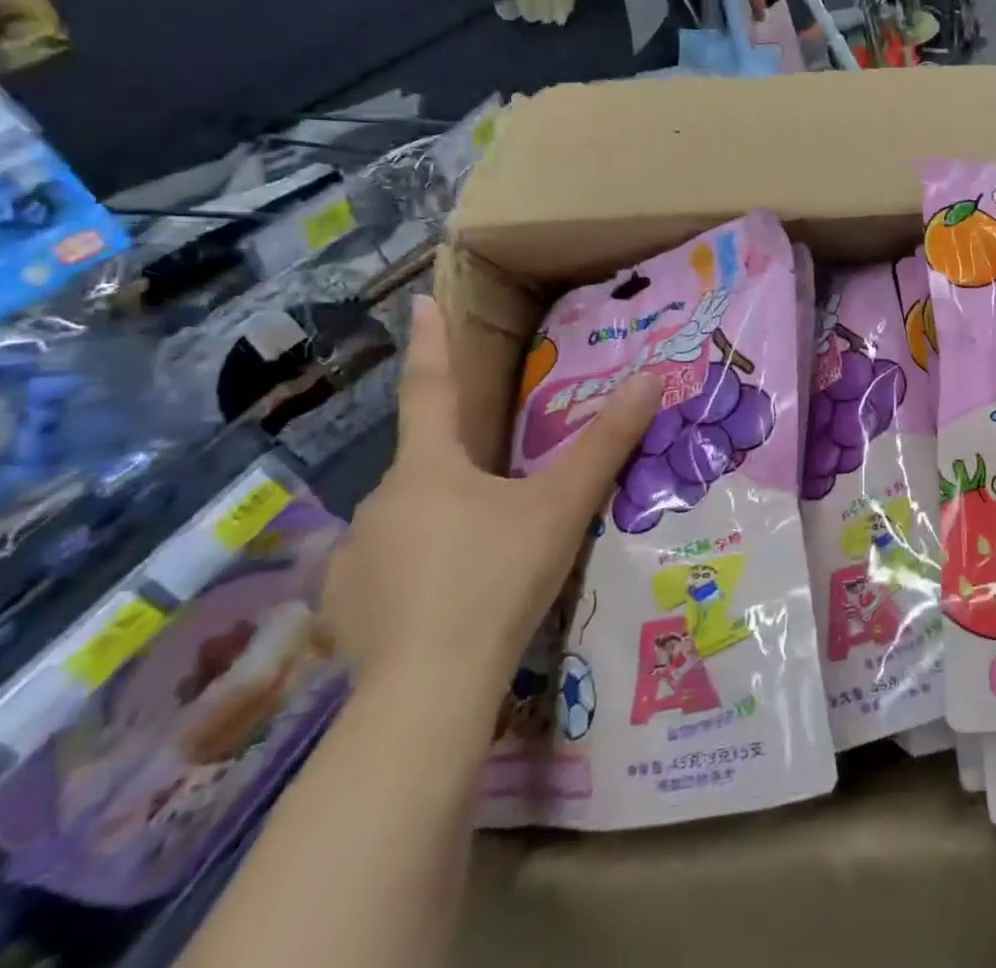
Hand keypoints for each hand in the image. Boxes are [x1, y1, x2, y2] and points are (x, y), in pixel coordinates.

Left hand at [324, 297, 661, 722]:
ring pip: (409, 519)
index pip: (431, 389)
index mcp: (429, 468)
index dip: (430, 343)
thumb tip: (651, 378)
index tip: (420, 302)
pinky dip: (417, 567)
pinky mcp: (344, 609)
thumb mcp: (563, 506)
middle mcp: (380, 502)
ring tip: (483, 554)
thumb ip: (607, 443)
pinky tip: (446, 598)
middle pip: (427, 466)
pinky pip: (387, 567)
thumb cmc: (498, 579)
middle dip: (461, 468)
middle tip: (503, 493)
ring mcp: (354, 558)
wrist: (428, 693)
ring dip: (442, 522)